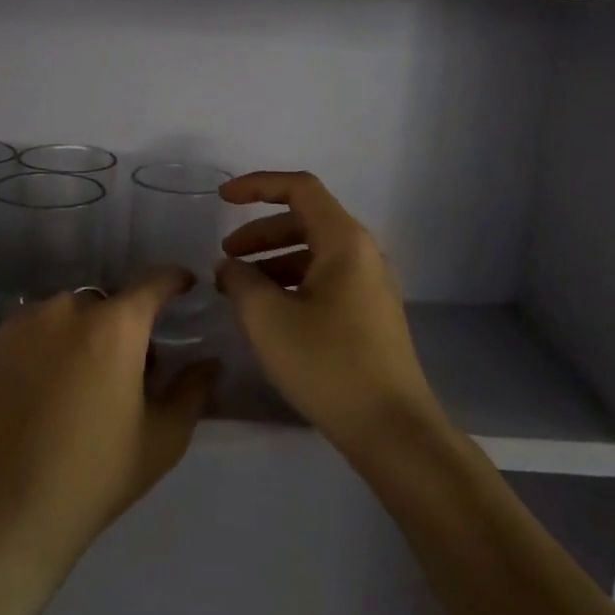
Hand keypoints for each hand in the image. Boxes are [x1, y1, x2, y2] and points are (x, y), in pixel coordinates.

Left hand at [0, 270, 219, 614]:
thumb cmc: (91, 479)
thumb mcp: (161, 441)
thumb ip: (191, 391)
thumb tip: (209, 362)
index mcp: (114, 327)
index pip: (153, 282)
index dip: (173, 281)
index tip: (183, 286)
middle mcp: (63, 311)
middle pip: (101, 303)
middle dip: (117, 325)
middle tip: (121, 368)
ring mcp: (14, 328)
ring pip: (55, 318)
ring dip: (71, 337)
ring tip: (69, 385)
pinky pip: (17, 339)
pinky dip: (31, 355)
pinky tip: (28, 399)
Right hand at [215, 171, 449, 458]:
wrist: (392, 429)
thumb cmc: (328, 365)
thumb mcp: (268, 319)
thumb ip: (240, 281)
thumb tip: (231, 267)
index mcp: (345, 241)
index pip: (299, 188)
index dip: (257, 185)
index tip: (222, 199)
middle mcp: (363, 253)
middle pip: (305, 220)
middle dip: (260, 233)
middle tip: (225, 257)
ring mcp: (370, 284)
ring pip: (314, 253)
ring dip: (273, 261)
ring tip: (239, 290)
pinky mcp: (370, 312)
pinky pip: (325, 279)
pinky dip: (292, 283)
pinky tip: (270, 313)